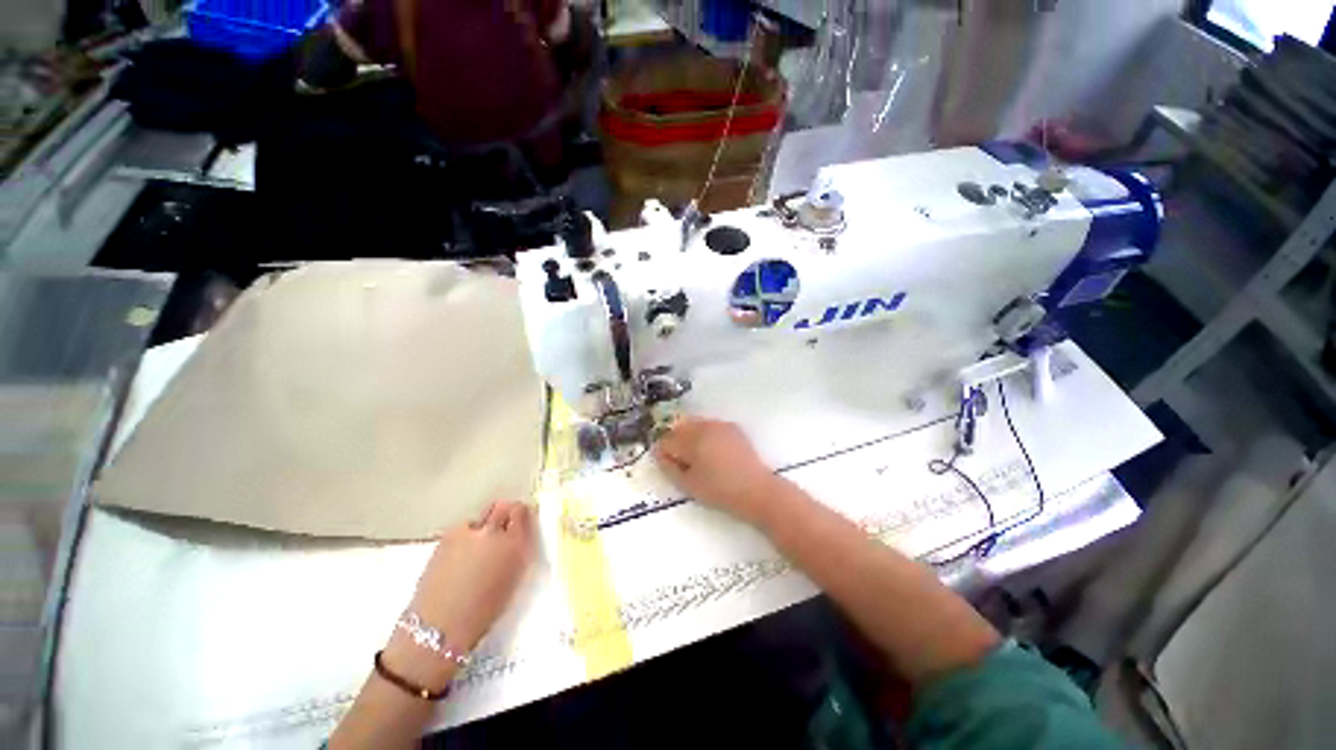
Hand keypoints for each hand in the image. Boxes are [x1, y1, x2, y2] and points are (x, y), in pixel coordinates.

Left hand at [408, 501, 535, 651]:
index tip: (517, 522)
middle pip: (503, 506)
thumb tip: (515, 537)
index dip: (519, 515)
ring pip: (480, 518)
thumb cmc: (483, 612)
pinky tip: (457, 558)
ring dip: (481, 527)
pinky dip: (462, 538)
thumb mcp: (513, 579)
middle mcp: (496, 532)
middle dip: (503, 513)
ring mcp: (470, 532)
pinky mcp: (447, 537)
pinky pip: (461, 529)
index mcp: (517, 545)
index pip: (522, 512)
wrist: (441, 628)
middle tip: (499, 528)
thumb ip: (517, 551)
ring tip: (473, 550)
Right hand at [653, 418, 781, 526]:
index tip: (670, 465)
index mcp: (692, 440)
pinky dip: (705, 434)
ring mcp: (720, 424)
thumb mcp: (688, 485)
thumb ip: (669, 467)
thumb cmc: (720, 491)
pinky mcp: (732, 427)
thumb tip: (658, 452)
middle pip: (679, 428)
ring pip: (694, 424)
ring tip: (698, 457)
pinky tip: (713, 451)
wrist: (757, 490)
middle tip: (683, 462)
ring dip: (690, 436)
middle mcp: (704, 426)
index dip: (664, 453)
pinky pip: (710, 425)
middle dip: (676, 442)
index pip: (666, 440)